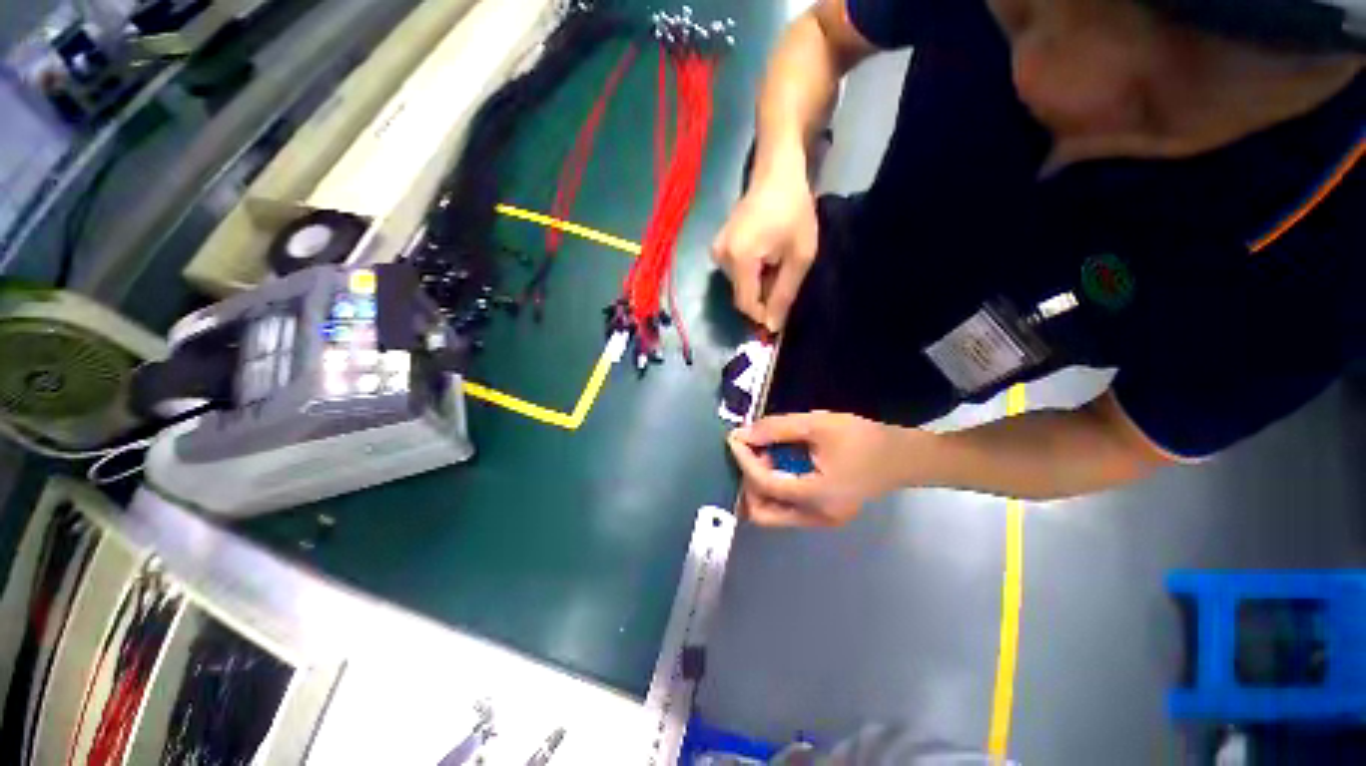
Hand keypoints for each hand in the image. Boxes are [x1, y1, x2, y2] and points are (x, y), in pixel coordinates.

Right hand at [711, 164, 817, 331]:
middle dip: (763, 296)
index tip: (782, 313)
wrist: (776, 172)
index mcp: (739, 259)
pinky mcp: (717, 247)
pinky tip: (766, 257)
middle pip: (742, 296)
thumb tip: (772, 327)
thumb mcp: (799, 257)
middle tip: (785, 278)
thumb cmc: (794, 211)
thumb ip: (784, 294)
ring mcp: (716, 251)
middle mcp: (720, 258)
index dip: (763, 315)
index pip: (746, 304)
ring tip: (777, 263)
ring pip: (739, 286)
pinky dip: (751, 274)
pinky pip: (735, 273)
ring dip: (758, 284)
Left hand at [727, 411, 918, 527]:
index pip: (764, 484)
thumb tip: (744, 434)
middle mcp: (815, 518)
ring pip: (773, 513)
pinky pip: (787, 508)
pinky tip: (781, 464)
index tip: (734, 437)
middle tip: (752, 453)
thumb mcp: (818, 424)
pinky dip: (776, 487)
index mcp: (816, 498)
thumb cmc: (864, 438)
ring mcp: (821, 522)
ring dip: (761, 485)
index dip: (744, 459)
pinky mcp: (824, 515)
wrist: (904, 457)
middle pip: (762, 513)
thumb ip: (777, 429)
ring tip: (767, 455)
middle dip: (748, 481)